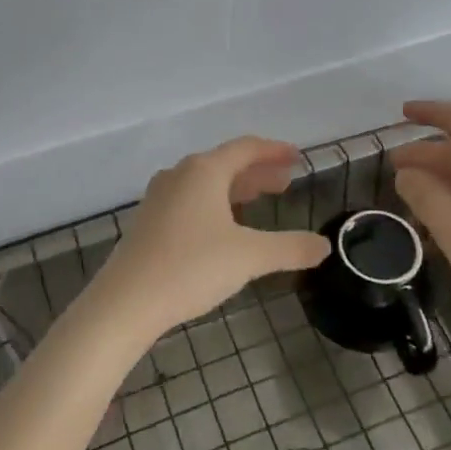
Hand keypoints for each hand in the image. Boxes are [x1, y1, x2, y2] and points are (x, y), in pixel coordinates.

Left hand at [92, 136, 330, 336]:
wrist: (126, 301)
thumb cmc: (191, 267)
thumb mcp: (249, 257)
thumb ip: (290, 248)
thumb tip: (323, 246)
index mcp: (204, 171)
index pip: (246, 148)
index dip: (274, 151)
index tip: (297, 157)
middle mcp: (180, 175)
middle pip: (226, 163)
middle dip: (258, 172)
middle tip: (285, 183)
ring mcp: (160, 197)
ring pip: (207, 183)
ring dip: (237, 188)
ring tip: (261, 200)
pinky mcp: (150, 221)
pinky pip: (191, 199)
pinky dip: (216, 203)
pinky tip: (225, 226)